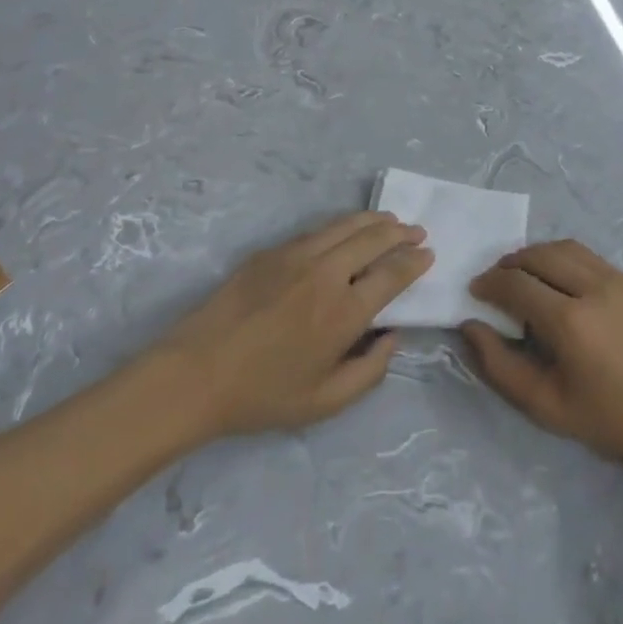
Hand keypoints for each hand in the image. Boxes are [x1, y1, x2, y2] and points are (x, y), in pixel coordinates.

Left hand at [154, 212, 431, 439]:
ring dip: (374, 221)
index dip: (414, 262)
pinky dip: (343, 225)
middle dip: (401, 233)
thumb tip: (392, 338)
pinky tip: (347, 230)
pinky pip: (318, 230)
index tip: (427, 255)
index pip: (392, 274)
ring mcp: (297, 255)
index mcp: (344, 312)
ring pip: (346, 225)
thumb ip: (369, 372)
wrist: (195, 373)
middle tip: (417, 232)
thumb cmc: (263, 394)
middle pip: (374, 239)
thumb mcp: (325, 402)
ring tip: (390, 221)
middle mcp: (326, 273)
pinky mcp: (272, 251)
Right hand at [462, 241, 622, 481]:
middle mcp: (595, 288)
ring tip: (526, 273)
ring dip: (539, 255)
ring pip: (567, 248)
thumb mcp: (545, 404)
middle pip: (540, 254)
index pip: (517, 284)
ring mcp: (621, 280)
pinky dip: (567, 261)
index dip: (490, 283)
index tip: (476, 291)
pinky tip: (563, 283)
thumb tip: (471, 326)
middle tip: (497, 279)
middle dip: (511, 262)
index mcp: (570, 321)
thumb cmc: (608, 419)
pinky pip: (592, 258)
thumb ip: (500, 365)